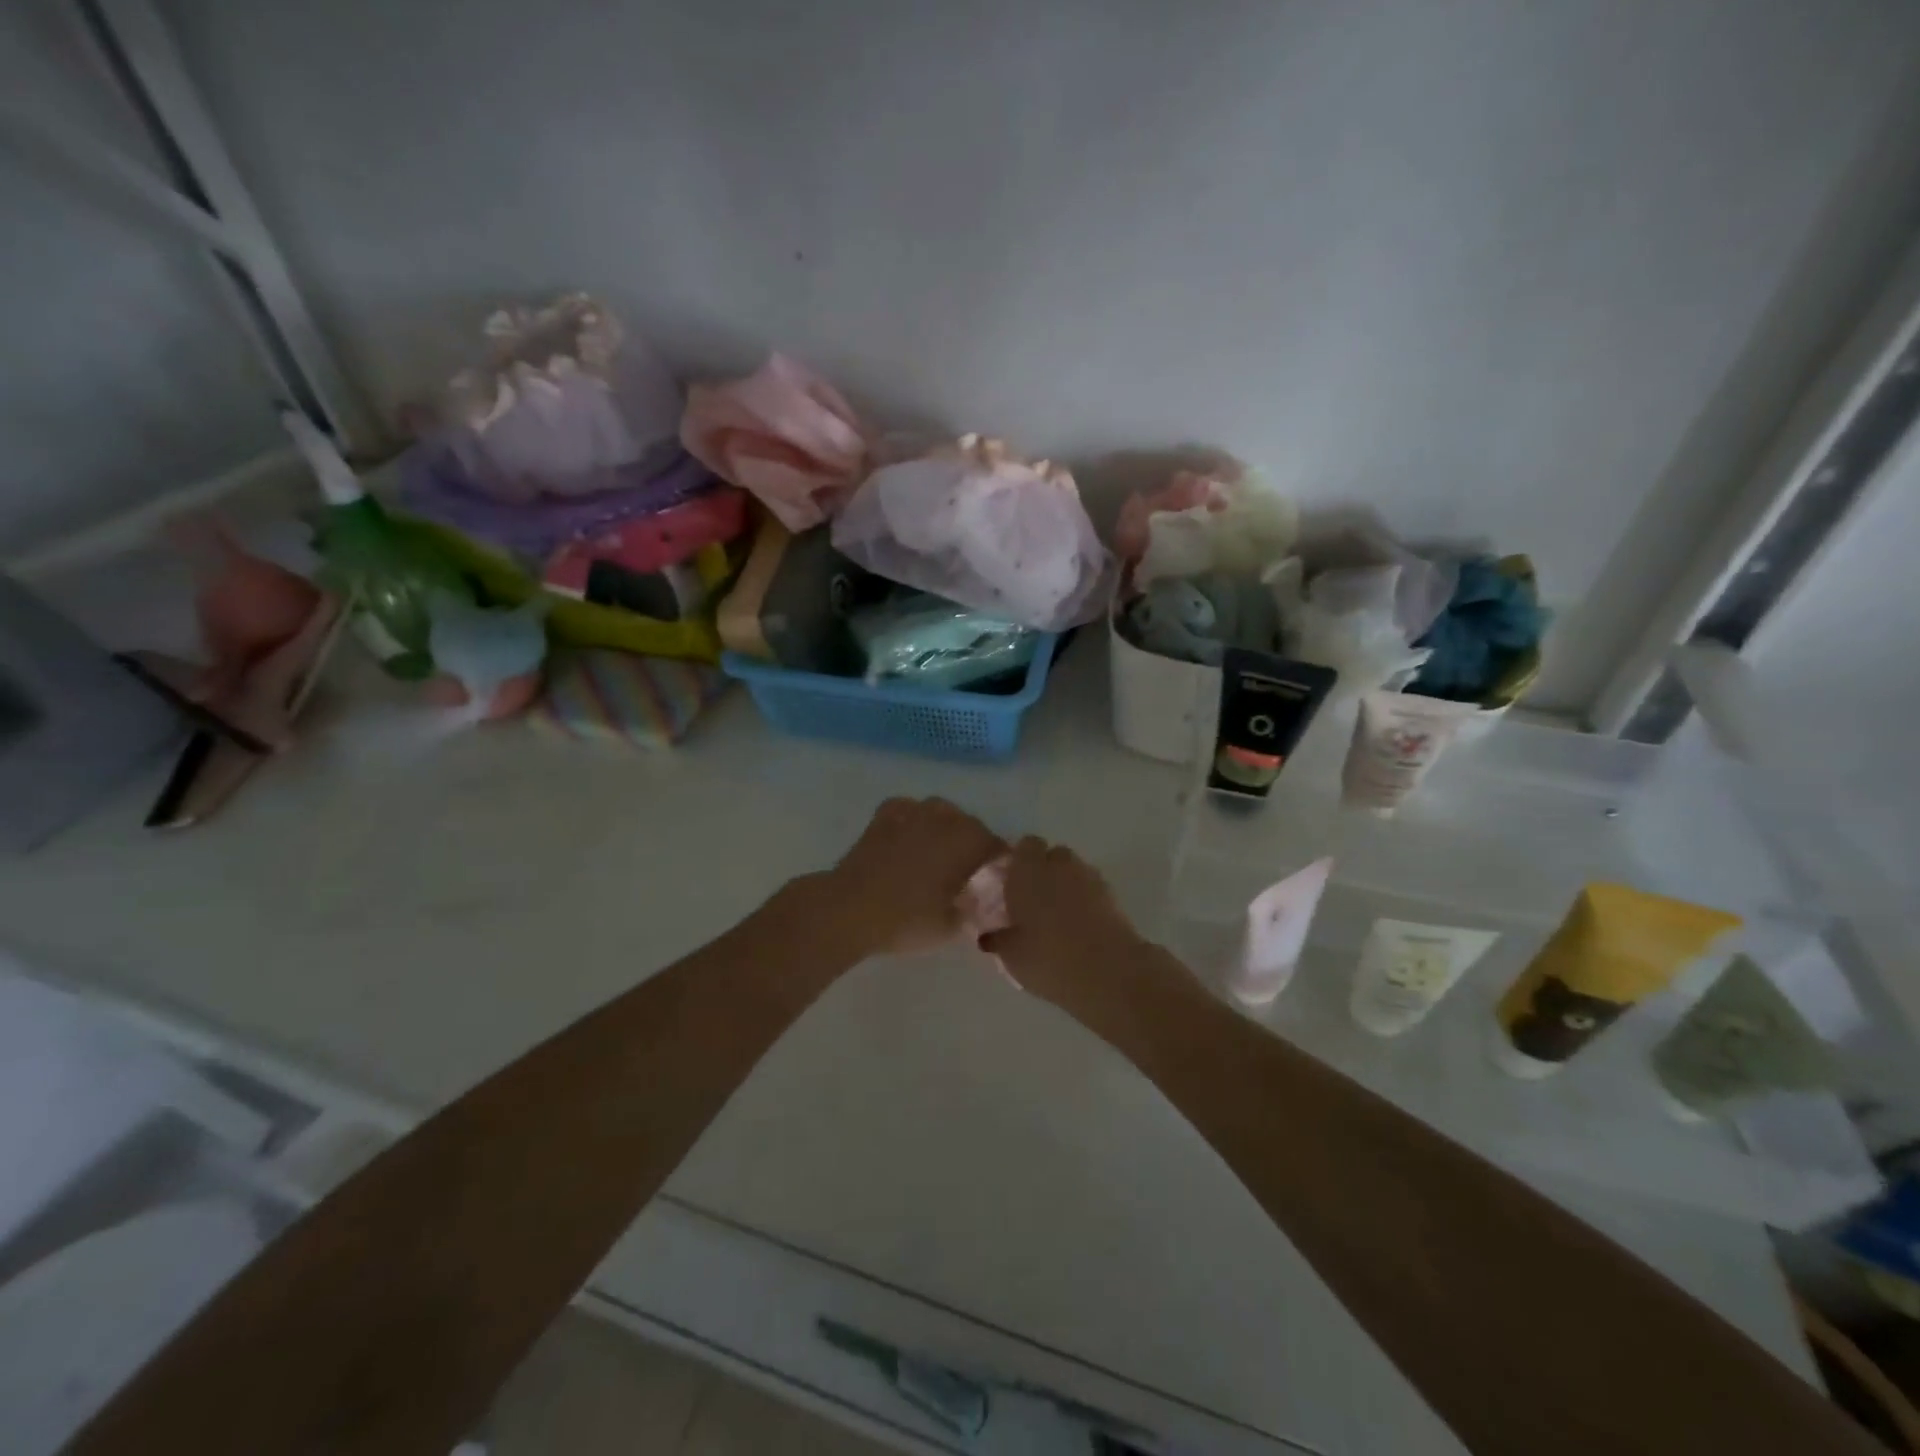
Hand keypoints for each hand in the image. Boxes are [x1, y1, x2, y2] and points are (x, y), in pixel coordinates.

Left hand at [810, 797, 1005, 957]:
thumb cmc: (906, 919)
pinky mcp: (884, 816)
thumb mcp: (949, 927)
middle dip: (974, 842)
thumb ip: (969, 912)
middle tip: (969, 869)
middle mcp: (944, 819)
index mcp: (967, 842)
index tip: (998, 876)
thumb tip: (976, 903)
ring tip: (940, 849)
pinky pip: (908, 808)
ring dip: (946, 826)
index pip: (996, 845)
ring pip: (941, 811)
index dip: (1000, 860)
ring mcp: (912, 812)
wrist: (850, 908)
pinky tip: (910, 833)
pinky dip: (914, 818)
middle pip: (970, 824)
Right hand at [981, 837, 1142, 1005]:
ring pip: (1074, 871)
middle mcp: (1059, 865)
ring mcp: (1089, 878)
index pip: (1025, 845)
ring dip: (1066, 884)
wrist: (1107, 972)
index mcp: (1028, 870)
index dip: (1019, 861)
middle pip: (1052, 854)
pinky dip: (1085, 900)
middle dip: (1044, 870)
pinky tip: (1078, 926)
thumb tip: (989, 935)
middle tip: (1033, 900)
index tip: (1012, 883)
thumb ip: (998, 939)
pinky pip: (1092, 889)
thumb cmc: (1048, 958)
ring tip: (1057, 916)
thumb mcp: (1011, 956)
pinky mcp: (1113, 896)